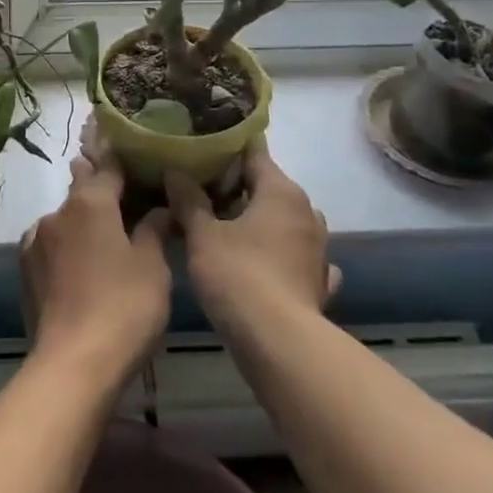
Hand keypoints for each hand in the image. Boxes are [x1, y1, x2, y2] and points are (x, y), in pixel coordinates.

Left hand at [20, 133, 170, 389]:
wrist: (73, 364)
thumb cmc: (124, 307)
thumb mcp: (153, 266)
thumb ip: (153, 230)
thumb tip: (159, 209)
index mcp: (91, 202)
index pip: (109, 166)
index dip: (124, 159)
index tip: (135, 154)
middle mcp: (58, 213)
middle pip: (82, 189)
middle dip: (100, 187)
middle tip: (124, 192)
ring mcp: (36, 241)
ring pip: (65, 219)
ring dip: (83, 221)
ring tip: (105, 236)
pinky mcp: (26, 270)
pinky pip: (51, 245)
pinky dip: (68, 246)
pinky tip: (81, 263)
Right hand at [166, 137, 337, 330]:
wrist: (280, 343)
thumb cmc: (238, 276)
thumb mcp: (202, 235)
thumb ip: (188, 200)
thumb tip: (175, 171)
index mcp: (281, 191)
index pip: (254, 152)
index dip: (226, 149)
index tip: (200, 151)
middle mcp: (306, 212)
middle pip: (268, 186)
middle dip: (237, 187)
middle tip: (199, 191)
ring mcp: (317, 248)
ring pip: (283, 220)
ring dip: (258, 220)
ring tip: (223, 227)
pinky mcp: (318, 280)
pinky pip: (294, 255)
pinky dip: (278, 253)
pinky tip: (262, 262)